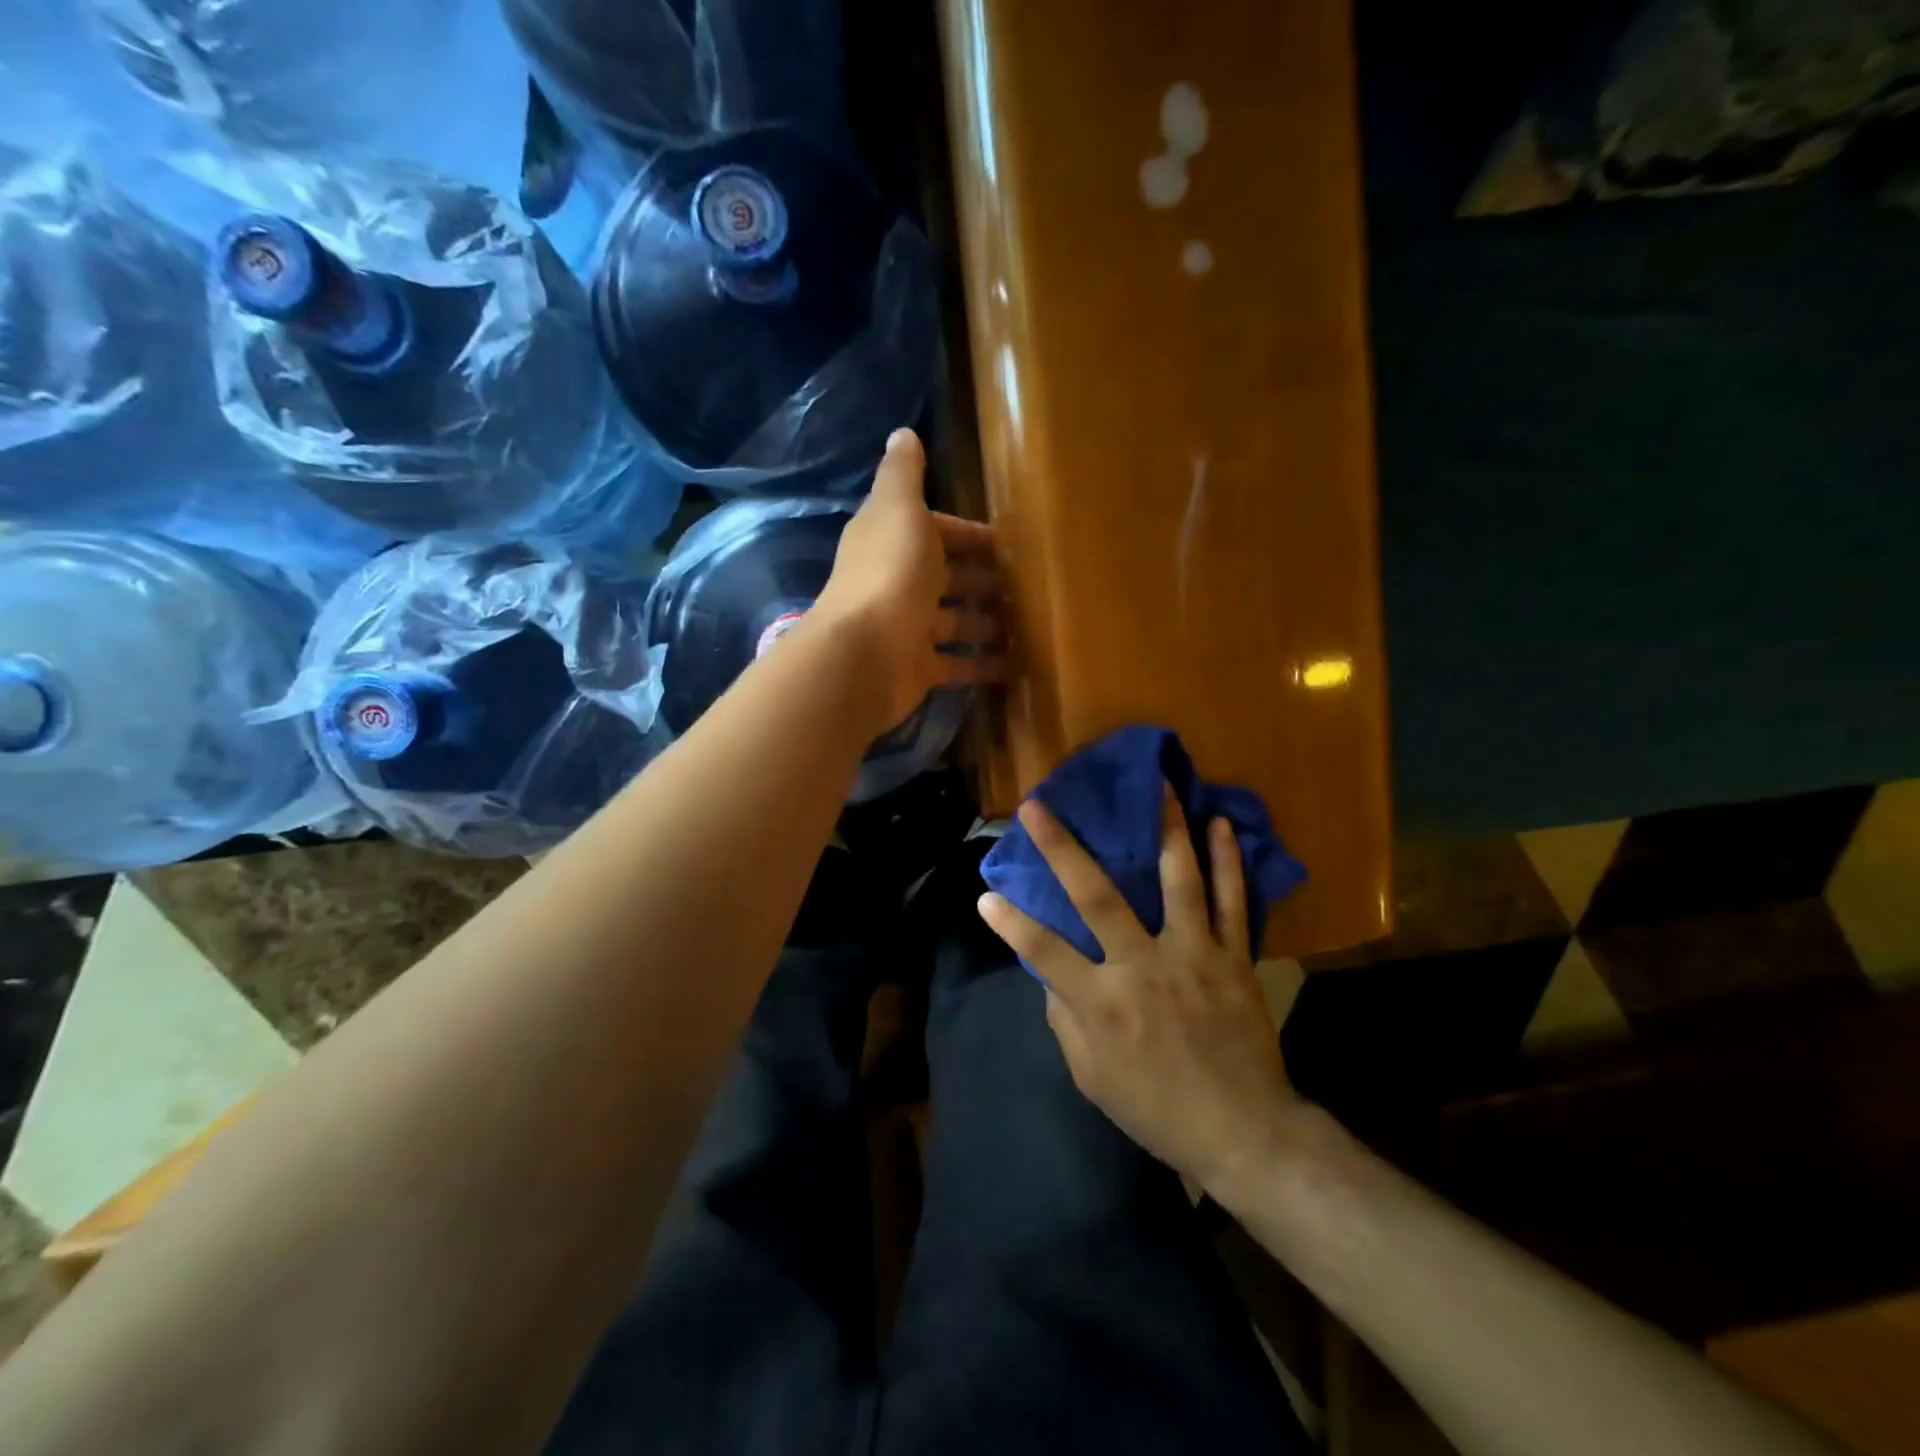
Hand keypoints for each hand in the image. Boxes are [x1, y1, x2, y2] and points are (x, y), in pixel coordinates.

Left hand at [814, 429, 1006, 730]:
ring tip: (1027, 625)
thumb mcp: (900, 510)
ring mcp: (907, 629)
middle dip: (981, 580)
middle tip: (1025, 586)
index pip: (935, 532)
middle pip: (945, 578)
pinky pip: (957, 666)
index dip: (967, 534)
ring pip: (953, 623)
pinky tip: (1016, 666)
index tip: (1007, 542)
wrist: (865, 655)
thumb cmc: (890, 575)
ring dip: (985, 623)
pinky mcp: (917, 670)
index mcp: (891, 542)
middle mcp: (896, 584)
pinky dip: (983, 666)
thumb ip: (904, 474)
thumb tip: (902, 433)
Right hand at [978, 789, 1301, 1193]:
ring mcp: (1192, 955)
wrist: (1243, 1131)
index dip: (1010, 922)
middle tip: (1038, 806)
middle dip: (1061, 848)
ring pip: (1177, 880)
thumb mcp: (1093, 1079)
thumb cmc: (1158, 1109)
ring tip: (1156, 784)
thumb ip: (1067, 1022)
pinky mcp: (1232, 957)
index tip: (984, 894)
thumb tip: (1051, 976)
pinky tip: (1219, 824)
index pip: (1043, 952)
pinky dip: (1227, 861)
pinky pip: (1232, 901)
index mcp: (1103, 1003)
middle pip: (1096, 897)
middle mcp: (1143, 966)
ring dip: (1164, 829)